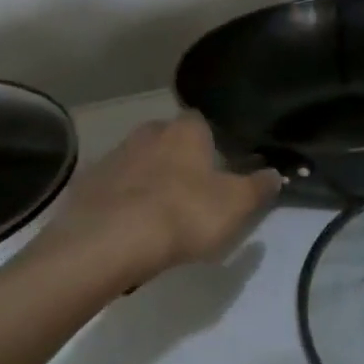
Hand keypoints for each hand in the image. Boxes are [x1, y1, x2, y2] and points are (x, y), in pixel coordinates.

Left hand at [28, 115, 280, 289]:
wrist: (109, 240)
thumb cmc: (183, 214)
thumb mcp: (236, 205)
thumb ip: (258, 187)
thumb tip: (275, 174)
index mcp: (185, 131)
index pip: (201, 122)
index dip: (212, 142)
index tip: (219, 164)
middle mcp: (147, 133)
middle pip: (167, 140)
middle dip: (178, 159)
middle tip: (192, 191)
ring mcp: (114, 157)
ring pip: (139, 162)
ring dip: (149, 180)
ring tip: (161, 215)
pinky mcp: (88, 184)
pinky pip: (113, 188)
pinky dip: (123, 201)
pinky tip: (130, 227)